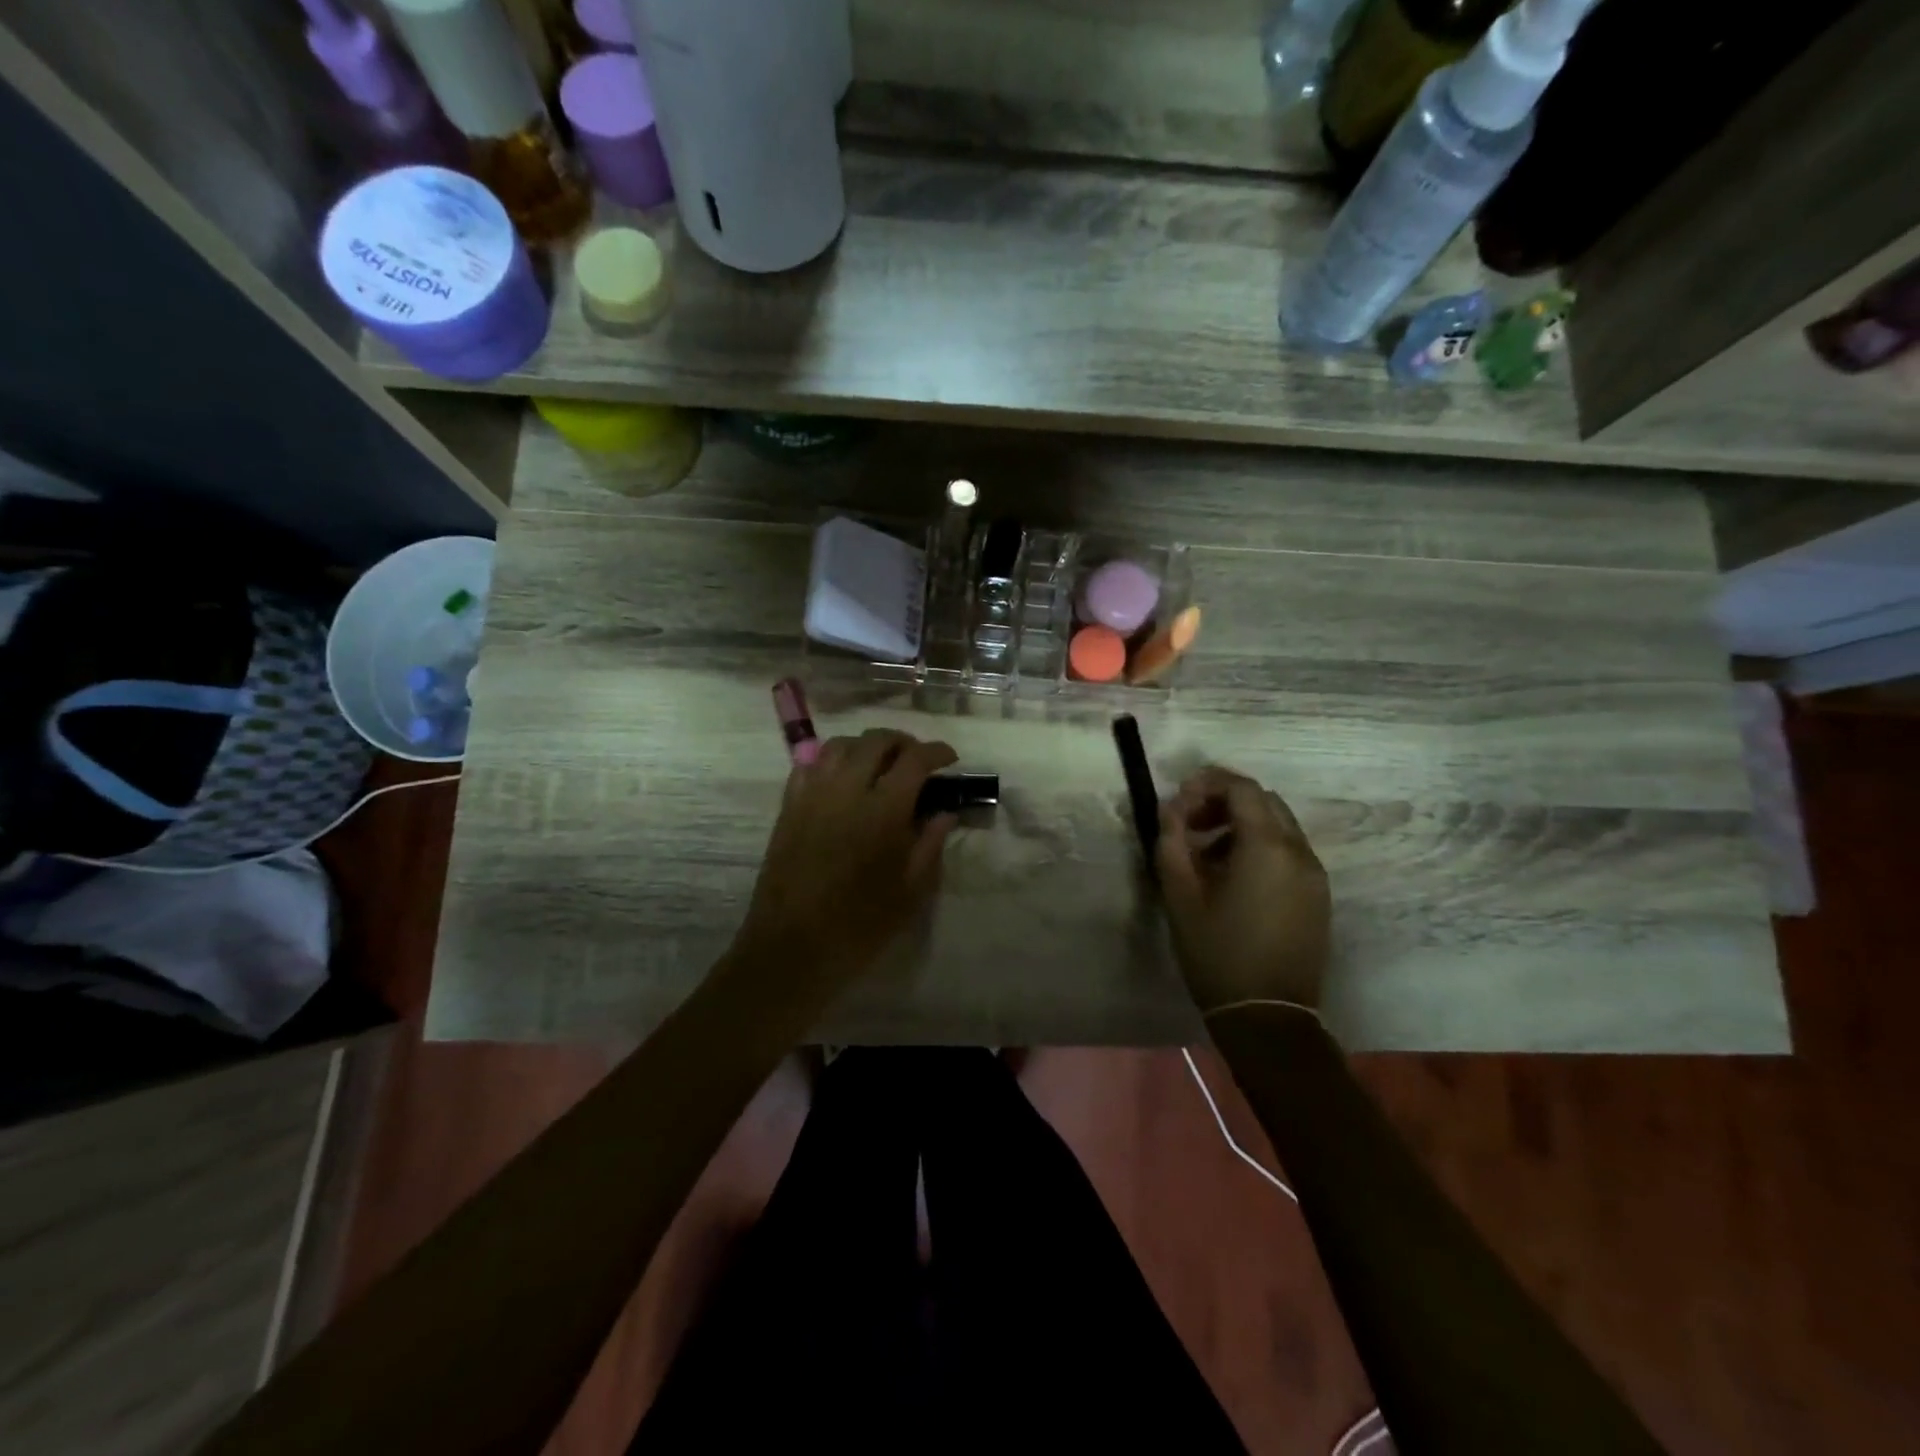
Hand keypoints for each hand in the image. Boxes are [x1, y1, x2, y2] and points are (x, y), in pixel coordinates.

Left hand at [734, 728, 958, 997]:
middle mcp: (846, 790)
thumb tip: (945, 813)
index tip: (949, 759)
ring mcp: (812, 795)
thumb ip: (931, 844)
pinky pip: (808, 765)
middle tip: (916, 759)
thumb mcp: (910, 891)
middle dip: (902, 742)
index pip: (914, 760)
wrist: (792, 947)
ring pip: (840, 745)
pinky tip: (841, 779)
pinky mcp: (788, 807)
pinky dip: (830, 761)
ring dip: (865, 746)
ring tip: (879, 764)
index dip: (936, 752)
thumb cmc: (860, 925)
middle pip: (876, 741)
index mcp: (883, 810)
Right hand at [1156, 767, 1330, 1014]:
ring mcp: (1315, 874)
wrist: (1268, 1016)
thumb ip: (1172, 842)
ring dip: (1242, 823)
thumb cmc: (1217, 953)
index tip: (1179, 800)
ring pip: (1279, 825)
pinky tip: (1233, 875)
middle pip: (1264, 801)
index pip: (1242, 788)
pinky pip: (1289, 851)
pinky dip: (1260, 845)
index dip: (1207, 783)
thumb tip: (1171, 809)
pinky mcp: (1318, 895)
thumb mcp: (1180, 896)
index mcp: (1267, 847)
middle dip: (1224, 801)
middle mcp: (1299, 851)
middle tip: (1190, 824)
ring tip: (1207, 852)